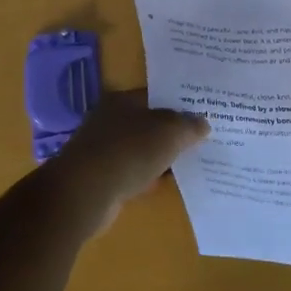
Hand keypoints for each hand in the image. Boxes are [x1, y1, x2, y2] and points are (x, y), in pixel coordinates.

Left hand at [47, 90, 208, 231]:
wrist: (85, 193)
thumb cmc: (129, 151)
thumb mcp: (169, 133)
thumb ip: (189, 126)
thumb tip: (203, 124)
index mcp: (122, 100)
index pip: (157, 96)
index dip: (181, 104)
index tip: (205, 114)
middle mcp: (109, 120)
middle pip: (149, 123)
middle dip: (173, 132)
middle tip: (202, 140)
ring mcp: (102, 149)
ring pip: (141, 149)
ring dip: (161, 157)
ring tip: (190, 163)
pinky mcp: (100, 177)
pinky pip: (132, 173)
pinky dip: (148, 177)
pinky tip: (165, 184)